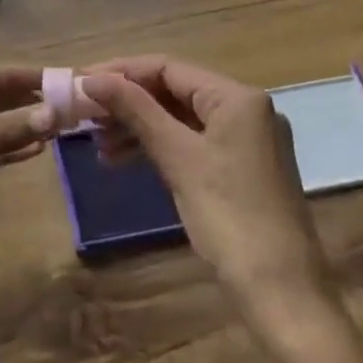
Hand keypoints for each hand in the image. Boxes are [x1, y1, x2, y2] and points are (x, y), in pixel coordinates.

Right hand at [79, 56, 335, 305]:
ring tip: (98, 144)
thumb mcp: (177, 157)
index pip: (168, 67)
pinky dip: (157, 147)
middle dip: (127, 101)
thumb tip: (92, 78)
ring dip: (137, 126)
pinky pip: (190, 143)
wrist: (281, 294)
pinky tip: (123, 160)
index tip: (80, 82)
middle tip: (84, 114)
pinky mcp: (239, 168)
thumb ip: (135, 110)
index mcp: (237, 97)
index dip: (121, 72)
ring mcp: (245, 140)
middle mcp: (245, 109)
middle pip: (173, 90)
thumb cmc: (229, 216)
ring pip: (179, 118)